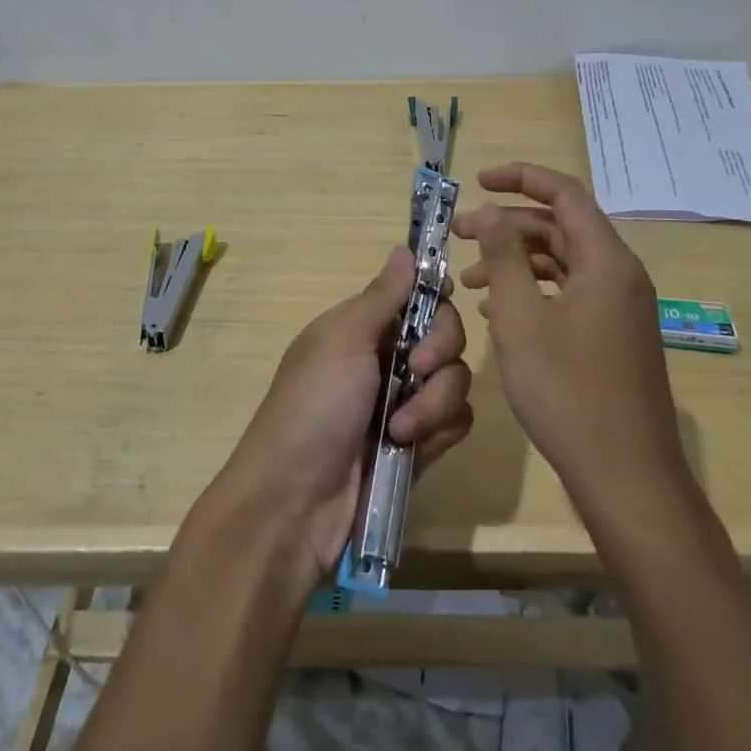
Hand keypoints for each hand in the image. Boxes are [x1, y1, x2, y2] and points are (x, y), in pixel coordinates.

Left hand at [210, 247, 473, 587]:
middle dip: (439, 352)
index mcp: (363, 325)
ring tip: (399, 430)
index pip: (419, 295)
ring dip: (434, 402)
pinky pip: (456, 422)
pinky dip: (440, 431)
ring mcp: (404, 401)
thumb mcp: (343, 340)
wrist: (294, 503)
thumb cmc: (313, 406)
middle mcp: (387, 357)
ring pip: (456, 379)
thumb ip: (383, 296)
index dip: (436, 300)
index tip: (436, 309)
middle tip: (414, 372)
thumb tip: (405, 247)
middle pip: (447, 334)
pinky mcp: (419, 444)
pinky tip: (412, 449)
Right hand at [453, 163, 687, 510]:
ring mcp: (619, 309)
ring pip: (562, 263)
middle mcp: (620, 275)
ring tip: (469, 279)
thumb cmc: (568, 391)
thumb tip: (487, 212)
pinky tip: (498, 311)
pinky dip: (533, 291)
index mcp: (607, 260)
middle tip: (459, 236)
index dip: (520, 177)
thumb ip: (502, 256)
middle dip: (507, 225)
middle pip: (561, 227)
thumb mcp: (521, 317)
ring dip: (516, 261)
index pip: (564, 193)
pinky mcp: (612, 337)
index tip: (477, 182)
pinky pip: (569, 294)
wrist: (626, 478)